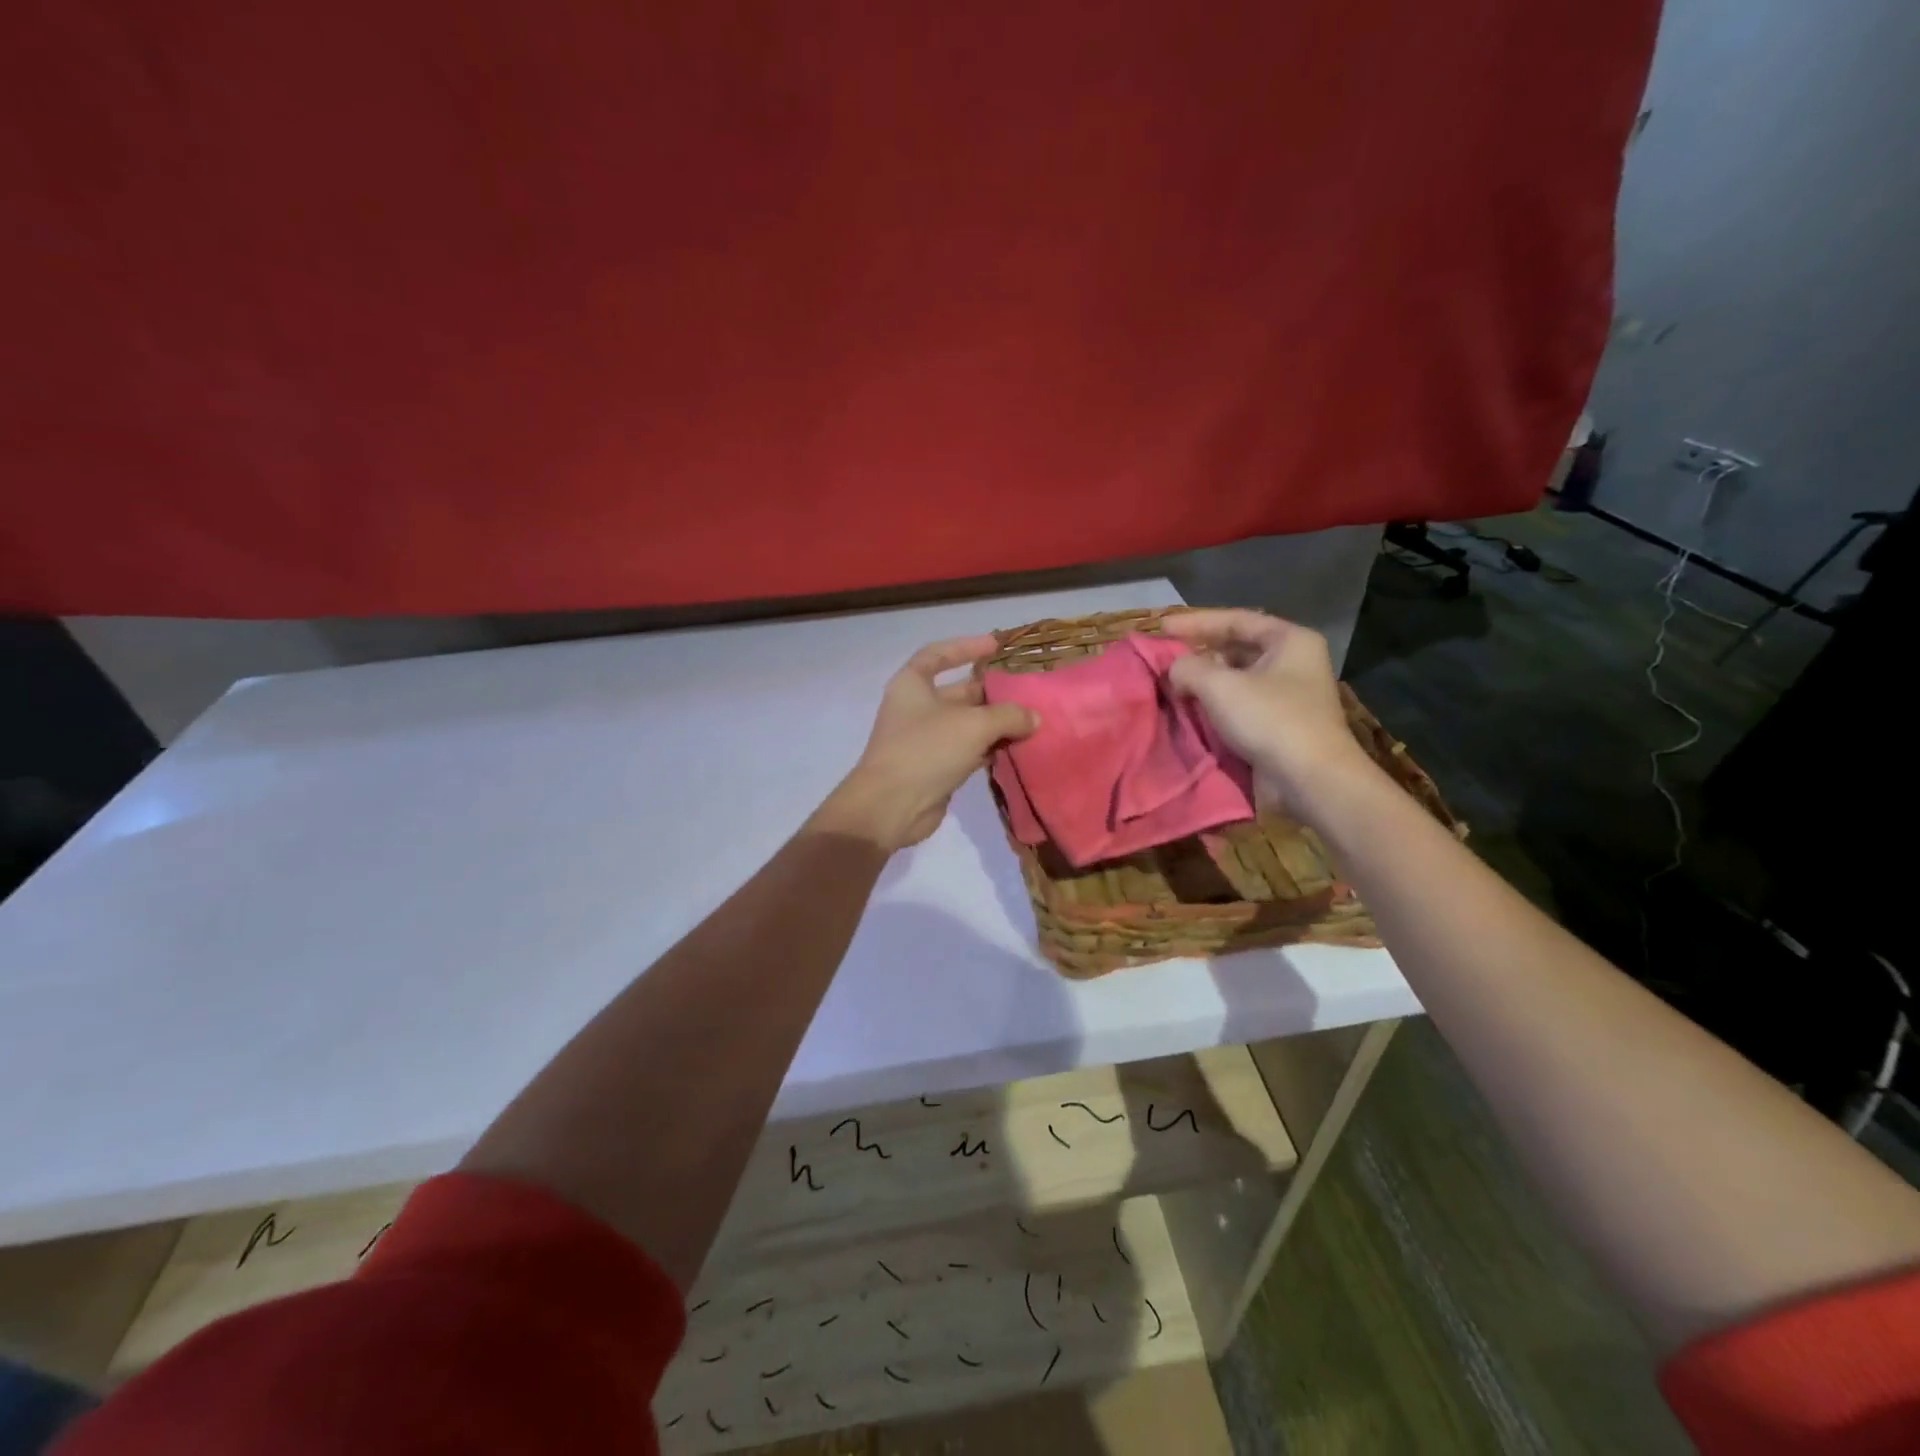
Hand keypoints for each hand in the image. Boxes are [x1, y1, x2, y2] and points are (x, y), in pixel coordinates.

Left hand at [811, 636, 1039, 850]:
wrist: (892, 806)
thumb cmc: (927, 750)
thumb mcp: (973, 724)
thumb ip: (1008, 715)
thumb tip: (1034, 718)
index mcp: (912, 684)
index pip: (938, 654)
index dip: (966, 646)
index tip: (996, 646)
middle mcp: (917, 708)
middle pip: (960, 692)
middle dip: (993, 692)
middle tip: (1029, 692)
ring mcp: (926, 739)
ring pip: (968, 724)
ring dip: (997, 724)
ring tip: (1033, 721)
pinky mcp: (936, 767)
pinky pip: (969, 750)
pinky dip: (991, 748)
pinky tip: (1018, 748)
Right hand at [1160, 609, 1377, 822]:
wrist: (1310, 779)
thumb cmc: (1270, 720)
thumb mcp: (1220, 686)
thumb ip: (1188, 668)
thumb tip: (1174, 669)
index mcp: (1290, 640)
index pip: (1236, 619)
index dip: (1196, 622)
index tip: (1161, 627)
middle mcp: (1293, 662)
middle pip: (1237, 647)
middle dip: (1199, 652)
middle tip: (1165, 657)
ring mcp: (1288, 695)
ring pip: (1237, 677)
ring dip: (1205, 680)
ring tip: (1172, 683)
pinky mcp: (1280, 724)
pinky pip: (1241, 704)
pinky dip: (1216, 703)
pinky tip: (1191, 708)